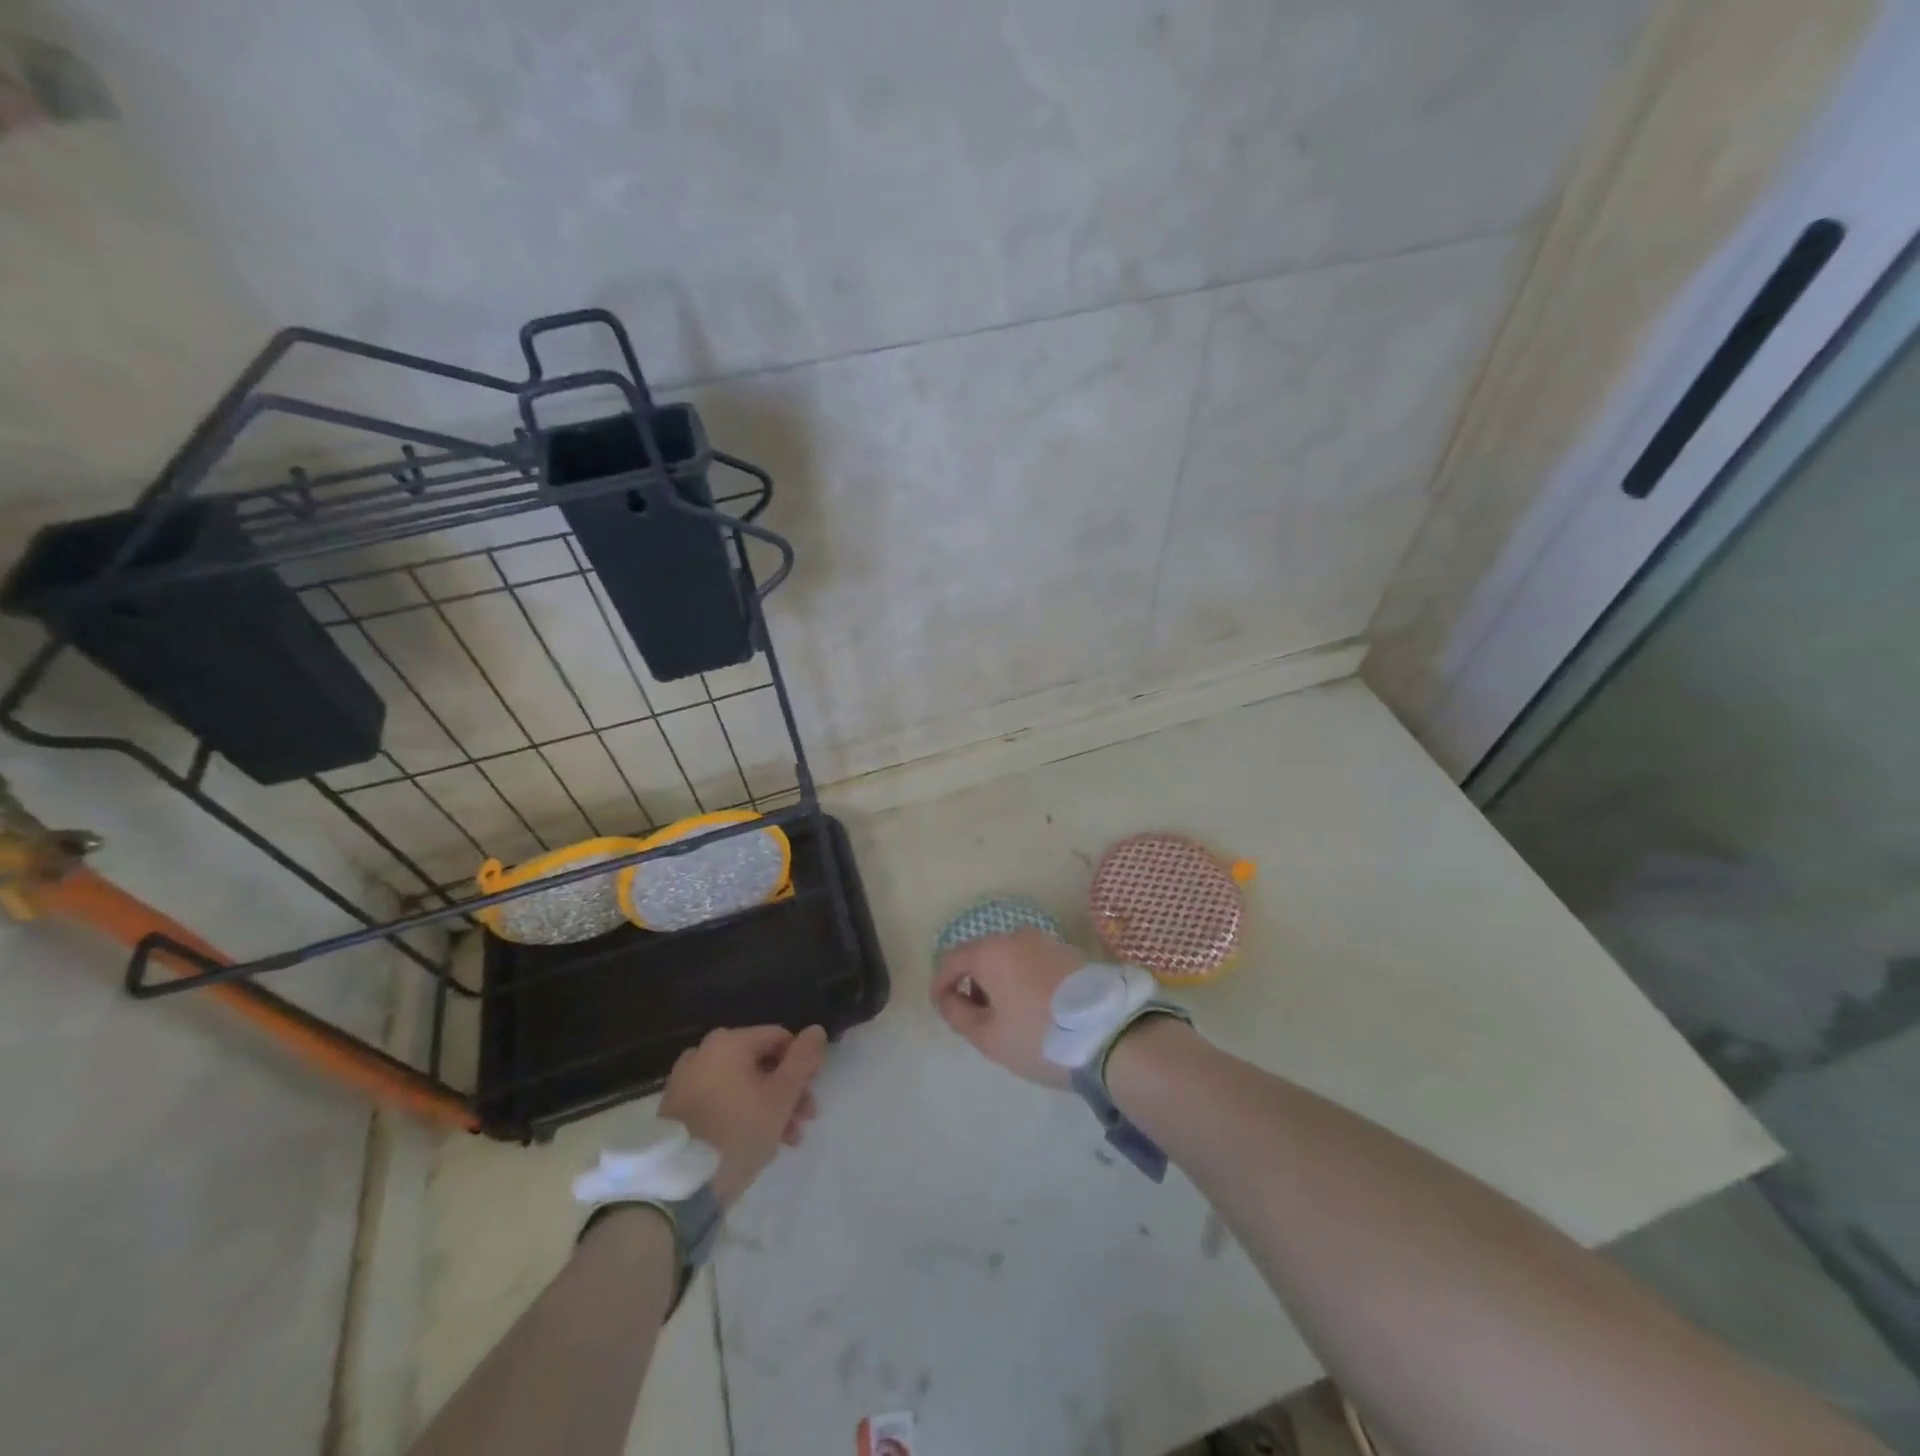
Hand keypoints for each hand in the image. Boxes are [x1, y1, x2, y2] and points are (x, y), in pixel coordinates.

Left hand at [660, 1024, 826, 1208]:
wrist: (678, 1186)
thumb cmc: (738, 1133)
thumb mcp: (781, 1096)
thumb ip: (802, 1059)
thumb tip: (816, 1030)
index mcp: (729, 1042)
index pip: (780, 1038)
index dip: (803, 1062)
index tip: (814, 1091)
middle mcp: (705, 1052)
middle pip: (760, 1063)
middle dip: (787, 1091)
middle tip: (805, 1119)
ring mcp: (686, 1080)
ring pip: (741, 1085)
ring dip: (768, 1106)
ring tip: (787, 1139)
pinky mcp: (676, 1108)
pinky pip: (720, 1100)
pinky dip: (741, 1114)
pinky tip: (757, 1143)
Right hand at [930, 929, 1088, 1087]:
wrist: (1111, 1035)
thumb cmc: (1038, 1037)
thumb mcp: (988, 1036)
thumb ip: (957, 1014)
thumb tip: (947, 997)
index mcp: (992, 951)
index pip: (951, 959)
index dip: (940, 984)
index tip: (942, 1010)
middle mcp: (1018, 936)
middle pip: (981, 955)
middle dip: (972, 983)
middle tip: (976, 1019)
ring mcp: (1049, 942)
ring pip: (1010, 957)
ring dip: (1000, 982)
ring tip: (1008, 1018)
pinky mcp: (1072, 954)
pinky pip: (1034, 962)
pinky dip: (1024, 980)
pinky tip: (1036, 1010)